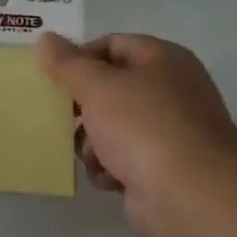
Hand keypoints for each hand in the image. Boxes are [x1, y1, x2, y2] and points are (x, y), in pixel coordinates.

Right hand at [36, 32, 236, 236]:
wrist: (191, 196)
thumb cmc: (143, 127)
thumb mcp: (98, 86)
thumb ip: (67, 64)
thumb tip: (45, 39)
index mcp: (163, 60)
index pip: (112, 45)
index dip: (80, 57)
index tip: (52, 77)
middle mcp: (170, 91)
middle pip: (111, 89)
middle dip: (83, 107)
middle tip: (59, 117)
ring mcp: (169, 133)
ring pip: (113, 127)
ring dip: (92, 142)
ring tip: (90, 154)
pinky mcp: (163, 170)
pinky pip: (123, 161)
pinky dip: (110, 168)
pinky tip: (108, 179)